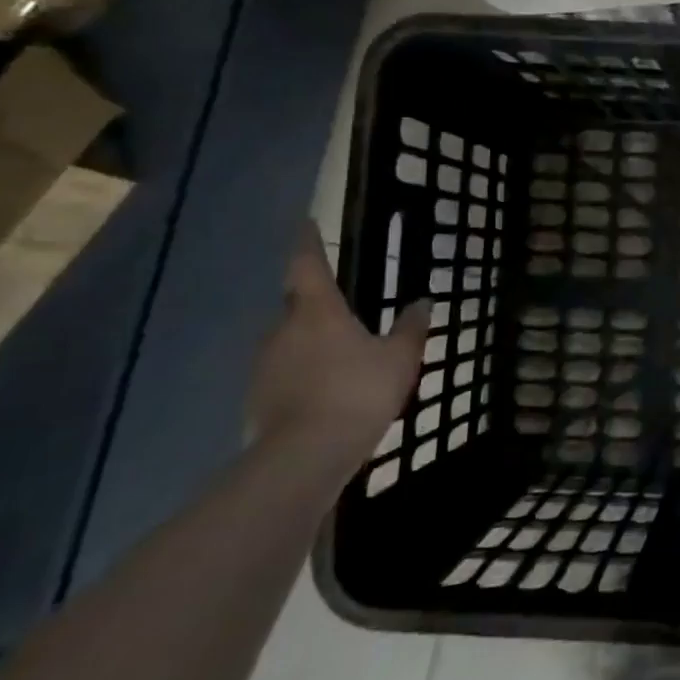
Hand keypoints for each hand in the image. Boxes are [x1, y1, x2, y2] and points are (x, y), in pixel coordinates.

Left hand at [245, 229, 430, 476]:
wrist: (305, 455)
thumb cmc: (357, 392)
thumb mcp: (399, 359)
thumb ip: (410, 328)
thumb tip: (422, 301)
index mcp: (317, 311)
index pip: (308, 264)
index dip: (308, 242)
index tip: (306, 223)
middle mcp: (283, 329)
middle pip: (297, 306)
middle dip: (316, 306)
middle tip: (343, 312)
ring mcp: (264, 366)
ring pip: (289, 342)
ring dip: (310, 345)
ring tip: (340, 361)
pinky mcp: (257, 399)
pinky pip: (284, 375)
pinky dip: (303, 376)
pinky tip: (325, 395)